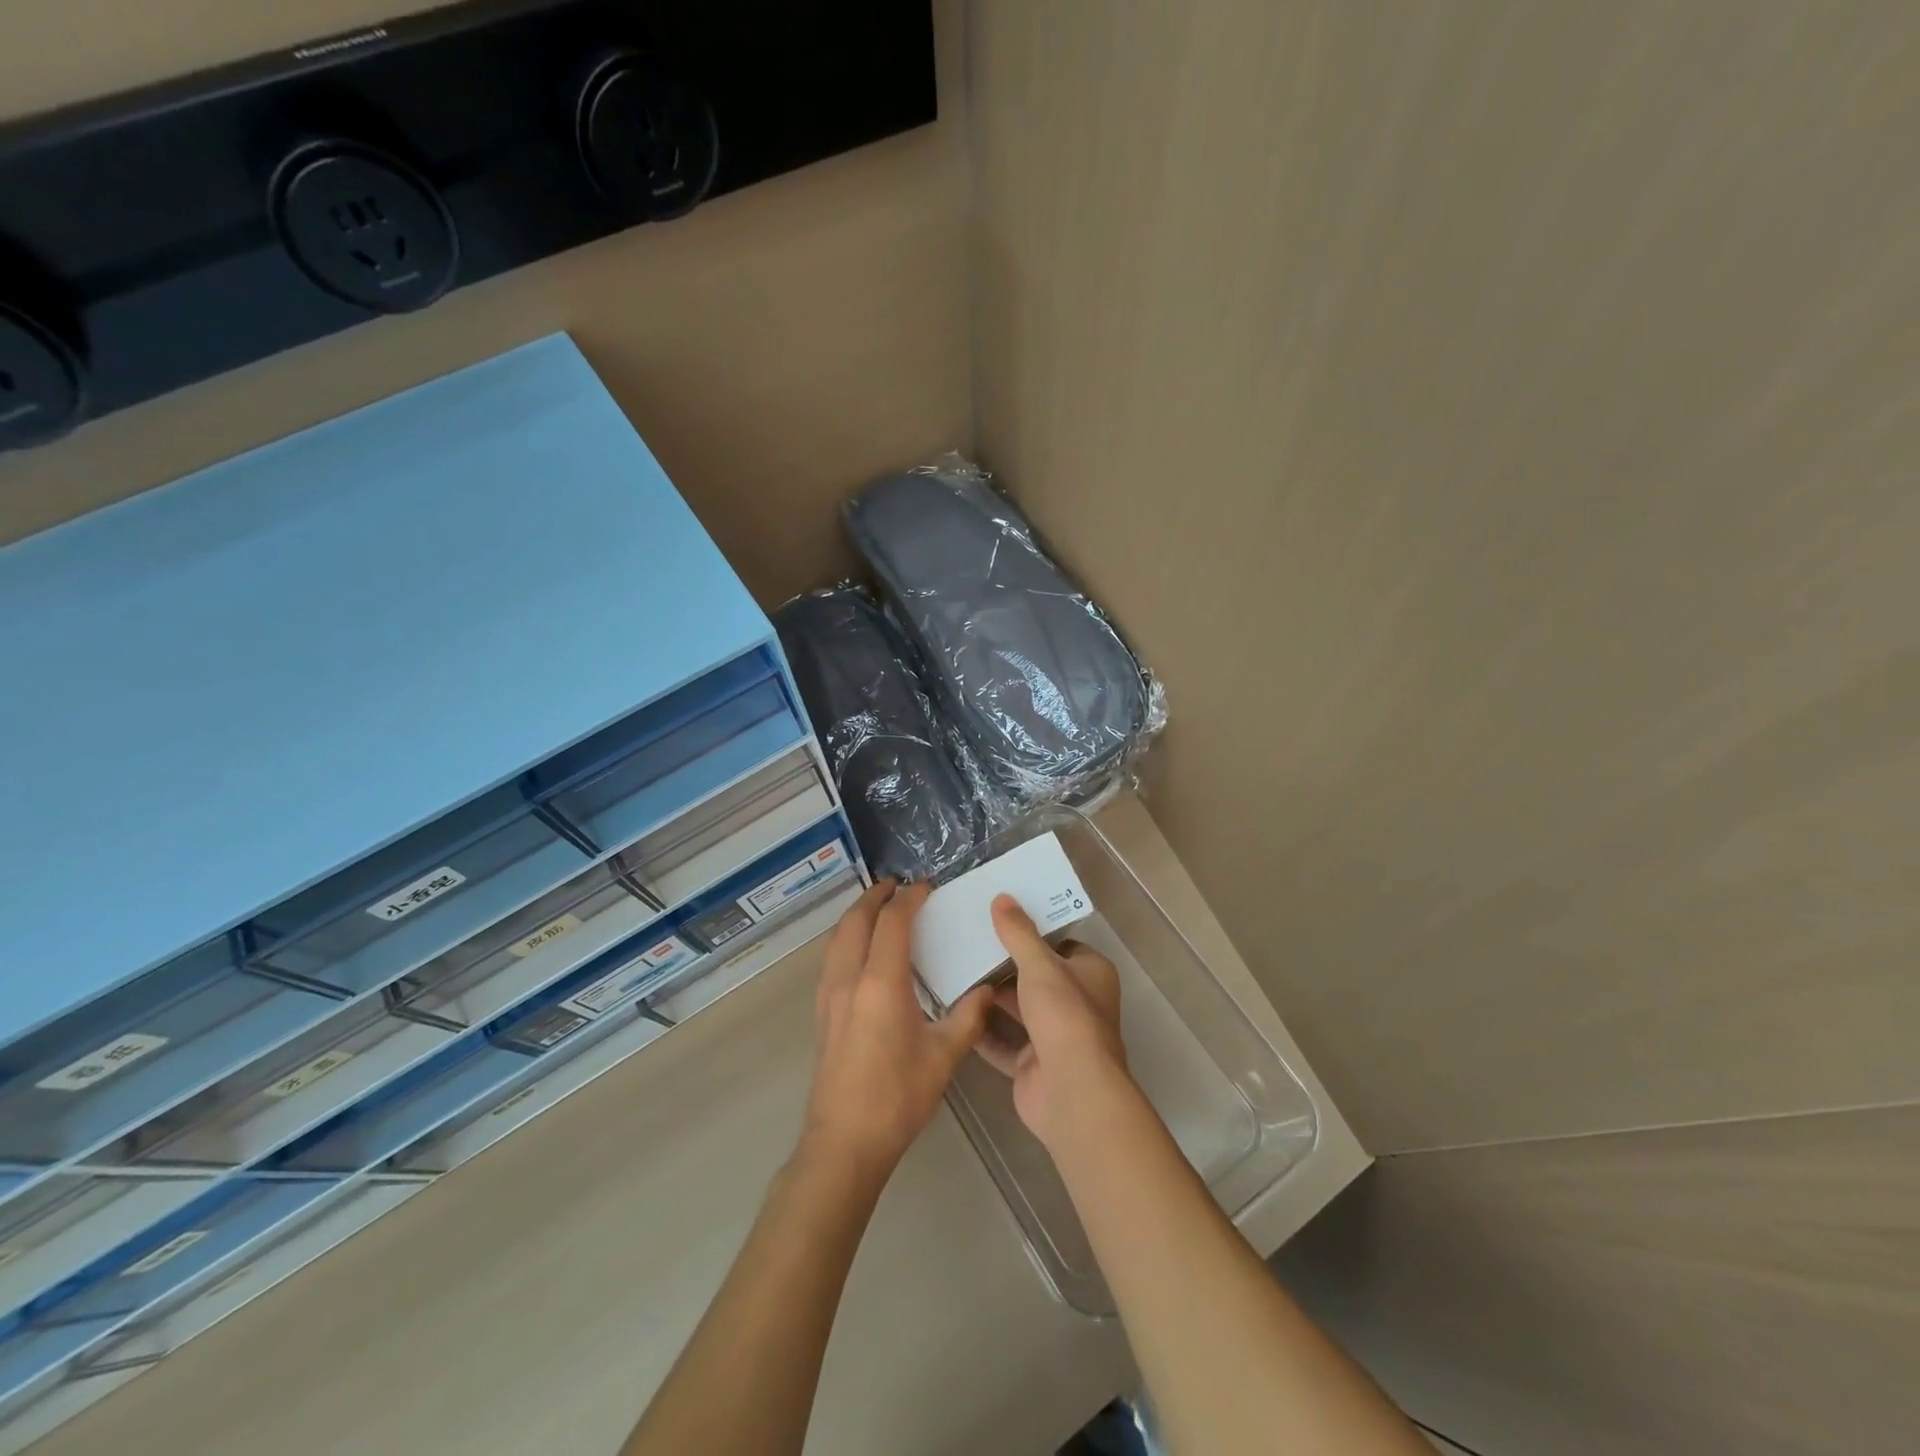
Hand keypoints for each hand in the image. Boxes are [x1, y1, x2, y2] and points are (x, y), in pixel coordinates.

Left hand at [803, 879, 993, 1178]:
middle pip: (855, 921)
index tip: (925, 887)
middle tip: (895, 885)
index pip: (892, 923)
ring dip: (856, 916)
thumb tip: (987, 990)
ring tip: (877, 909)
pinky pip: (831, 959)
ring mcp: (829, 996)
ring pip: (837, 939)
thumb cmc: (897, 1097)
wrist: (844, 1142)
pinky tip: (861, 952)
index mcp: (881, 984)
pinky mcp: (821, 1013)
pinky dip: (846, 939)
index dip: (909, 899)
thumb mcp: (943, 1057)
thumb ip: (968, 1017)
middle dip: (874, 897)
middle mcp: (849, 980)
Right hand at [976, 895, 1128, 1149]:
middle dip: (1005, 964)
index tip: (999, 918)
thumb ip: (1019, 933)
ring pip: (1018, 1009)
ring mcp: (1054, 1037)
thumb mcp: (1040, 965)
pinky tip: (953, 1011)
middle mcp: (1076, 1003)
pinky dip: (981, 1029)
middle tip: (968, 941)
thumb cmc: (1064, 1016)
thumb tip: (1002, 898)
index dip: (1033, 932)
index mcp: (1090, 974)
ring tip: (954, 971)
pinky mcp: (1031, 1064)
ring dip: (991, 997)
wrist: (1070, 1091)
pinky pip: (1002, 1041)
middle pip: (1036, 977)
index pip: (1060, 945)